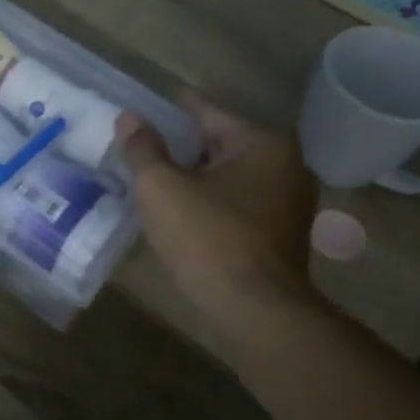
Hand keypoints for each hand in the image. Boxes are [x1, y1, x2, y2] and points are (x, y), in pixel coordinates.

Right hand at [117, 96, 318, 318]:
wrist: (255, 312)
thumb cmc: (207, 238)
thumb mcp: (161, 187)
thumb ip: (143, 148)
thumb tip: (130, 118)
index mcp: (262, 144)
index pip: (207, 113)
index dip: (172, 110)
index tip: (147, 107)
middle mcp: (286, 166)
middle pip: (220, 145)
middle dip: (183, 148)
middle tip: (144, 149)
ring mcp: (290, 204)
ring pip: (230, 178)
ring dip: (197, 178)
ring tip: (156, 181)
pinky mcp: (283, 236)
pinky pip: (239, 205)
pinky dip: (212, 203)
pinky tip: (183, 214)